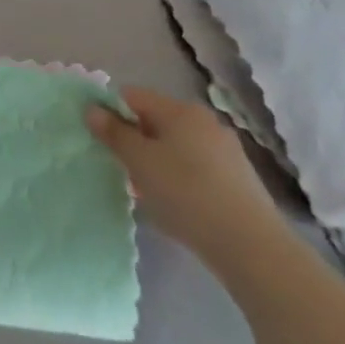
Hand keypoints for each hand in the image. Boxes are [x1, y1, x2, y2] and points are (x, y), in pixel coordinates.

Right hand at [86, 86, 285, 269]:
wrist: (252, 247)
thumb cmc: (186, 194)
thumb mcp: (139, 162)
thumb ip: (113, 133)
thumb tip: (92, 109)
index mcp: (179, 109)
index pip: (132, 96)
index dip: (112, 114)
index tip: (104, 143)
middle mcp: (204, 121)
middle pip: (155, 121)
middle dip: (136, 142)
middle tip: (126, 172)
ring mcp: (226, 150)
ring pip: (176, 146)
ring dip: (158, 163)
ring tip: (151, 195)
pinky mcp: (239, 179)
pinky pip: (197, 167)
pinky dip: (182, 179)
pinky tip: (180, 207)